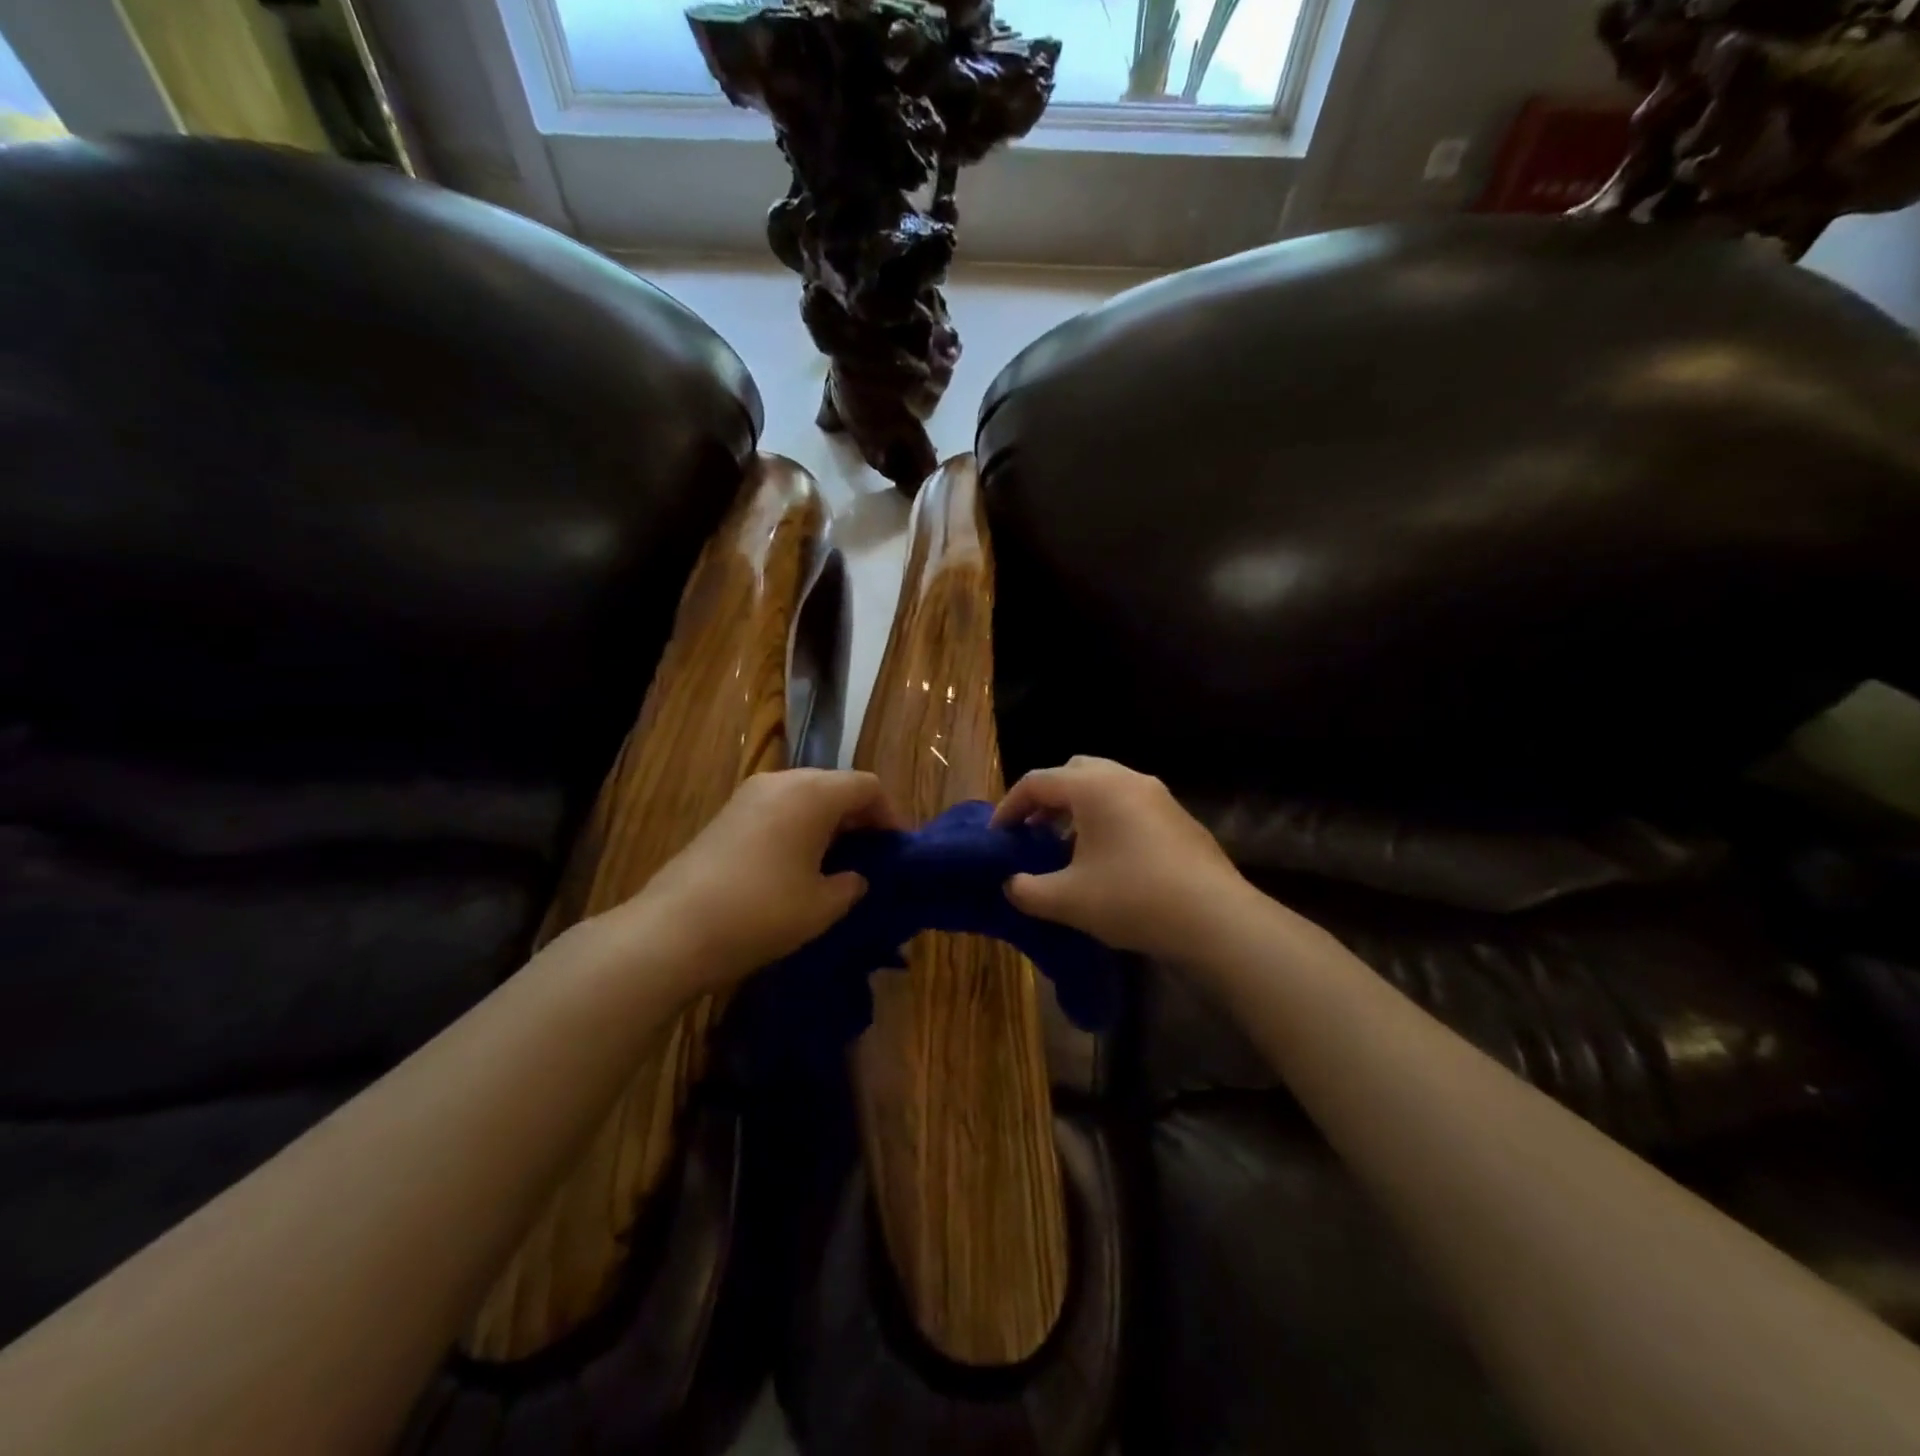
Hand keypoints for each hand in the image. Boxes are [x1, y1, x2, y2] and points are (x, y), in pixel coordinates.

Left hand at [613, 769, 902, 990]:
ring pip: (805, 796)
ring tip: (836, 863)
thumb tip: (854, 876)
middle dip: (859, 817)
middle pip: (835, 785)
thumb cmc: (763, 911)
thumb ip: (851, 884)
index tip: (896, 850)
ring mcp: (749, 795)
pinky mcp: (727, 814)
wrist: (673, 930)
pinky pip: (778, 809)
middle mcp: (782, 781)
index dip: (890, 815)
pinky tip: (797, 865)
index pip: (867, 786)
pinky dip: (798, 827)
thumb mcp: (823, 905)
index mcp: (813, 793)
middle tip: (871, 856)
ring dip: (827, 822)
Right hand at [991, 756, 1249, 960]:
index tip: (998, 837)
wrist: (1215, 919)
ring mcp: (1158, 795)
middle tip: (1032, 831)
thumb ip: (1027, 890)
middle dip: (1047, 798)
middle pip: (1074, 772)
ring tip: (1066, 846)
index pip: (1037, 781)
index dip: (1010, 807)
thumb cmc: (1132, 898)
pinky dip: (1107, 817)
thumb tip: (1012, 884)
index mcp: (1094, 787)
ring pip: (1105, 785)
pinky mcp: (1178, 817)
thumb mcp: (1067, 900)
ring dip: (1078, 807)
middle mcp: (1126, 779)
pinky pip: (1130, 803)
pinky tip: (1107, 858)